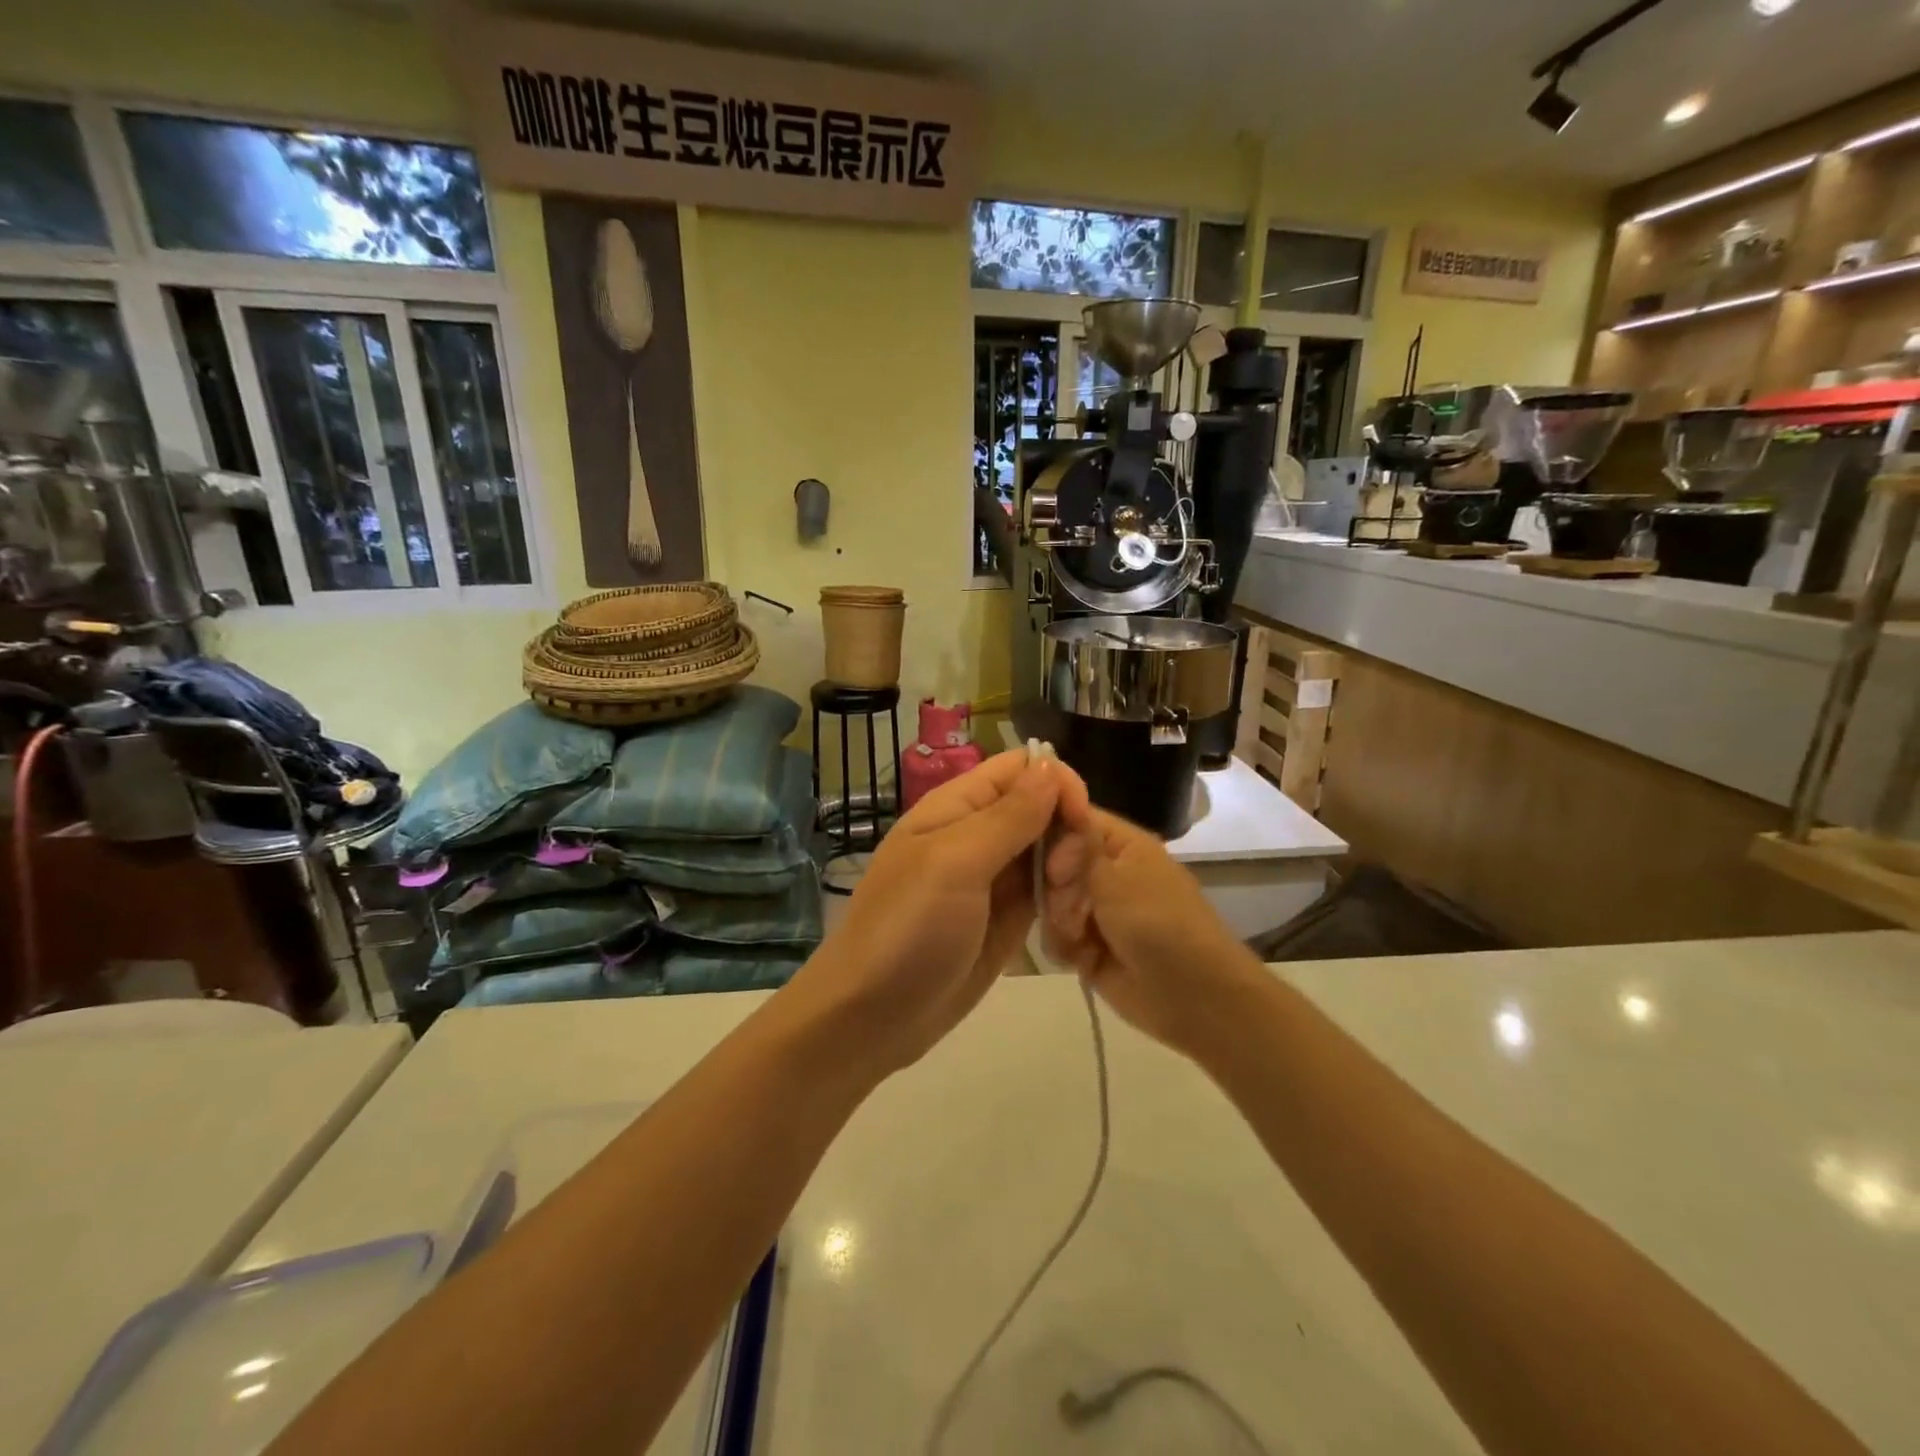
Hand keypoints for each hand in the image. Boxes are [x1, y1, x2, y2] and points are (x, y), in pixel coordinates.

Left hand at [791, 749, 1065, 1074]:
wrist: (870, 1018)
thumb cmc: (907, 930)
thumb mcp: (955, 864)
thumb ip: (1008, 816)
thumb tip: (1050, 767)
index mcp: (957, 806)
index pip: (1021, 767)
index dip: (1056, 782)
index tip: (1078, 820)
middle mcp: (978, 833)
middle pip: (1043, 807)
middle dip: (1068, 833)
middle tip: (1064, 879)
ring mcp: (994, 877)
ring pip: (1051, 849)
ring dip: (1070, 870)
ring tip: (1065, 909)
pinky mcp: (1006, 917)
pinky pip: (1047, 891)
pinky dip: (1064, 899)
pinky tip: (1068, 923)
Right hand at [1042, 803, 1256, 1055]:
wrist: (1192, 996)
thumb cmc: (1157, 923)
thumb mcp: (1115, 878)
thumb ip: (1076, 849)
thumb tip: (1056, 814)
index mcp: (1121, 845)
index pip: (1073, 819)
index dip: (1051, 831)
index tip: (1042, 854)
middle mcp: (1106, 871)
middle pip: (1055, 863)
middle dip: (1056, 888)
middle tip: (1072, 907)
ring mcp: (1096, 910)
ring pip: (1051, 902)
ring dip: (1059, 921)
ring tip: (1079, 938)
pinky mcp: (1088, 947)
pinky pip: (1056, 936)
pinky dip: (1063, 947)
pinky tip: (1080, 959)